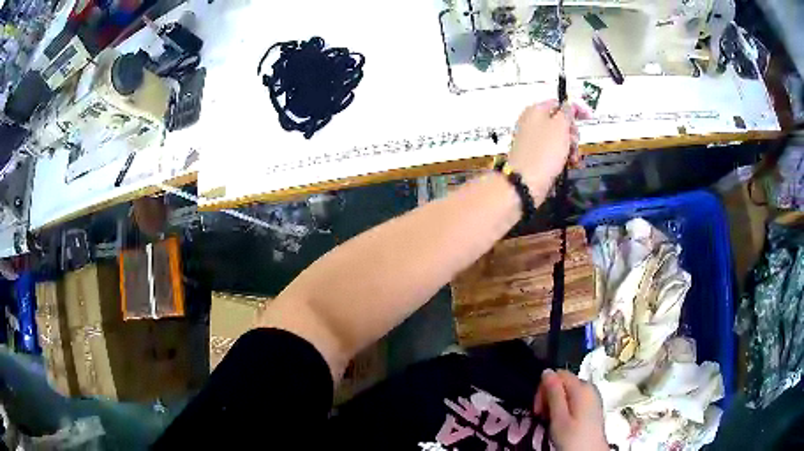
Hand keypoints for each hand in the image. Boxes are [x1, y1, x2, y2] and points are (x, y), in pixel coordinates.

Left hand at [507, 100, 590, 198]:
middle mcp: (532, 123)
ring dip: (570, 148)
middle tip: (573, 142)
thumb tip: (569, 104)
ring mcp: (533, 141)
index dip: (575, 109)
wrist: (526, 183)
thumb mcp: (560, 126)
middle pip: (560, 122)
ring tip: (572, 158)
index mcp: (535, 110)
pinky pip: (553, 153)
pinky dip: (563, 157)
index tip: (589, 117)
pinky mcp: (535, 157)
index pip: (559, 103)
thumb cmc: (544, 152)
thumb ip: (567, 112)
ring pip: (559, 139)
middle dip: (572, 133)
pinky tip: (569, 165)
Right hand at [534, 369, 607, 450]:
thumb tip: (547, 371)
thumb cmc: (573, 437)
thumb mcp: (559, 417)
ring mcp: (592, 397)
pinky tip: (561, 422)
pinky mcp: (592, 407)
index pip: (558, 374)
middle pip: (563, 382)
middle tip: (541, 416)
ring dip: (555, 403)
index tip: (538, 408)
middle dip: (549, 396)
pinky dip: (564, 408)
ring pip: (567, 392)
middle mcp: (589, 387)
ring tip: (550, 421)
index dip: (544, 388)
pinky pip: (574, 400)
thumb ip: (553, 393)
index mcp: (582, 387)